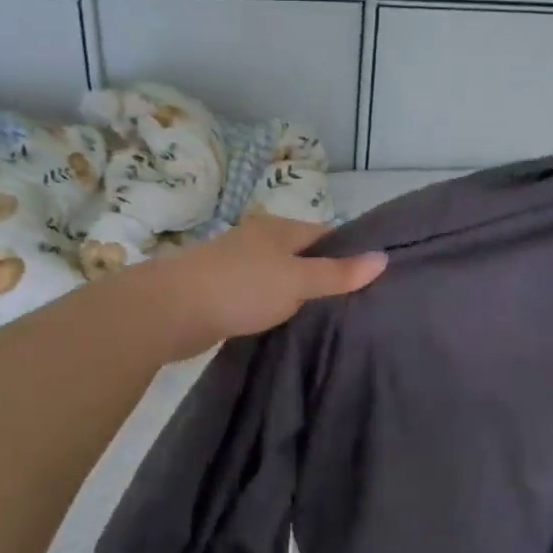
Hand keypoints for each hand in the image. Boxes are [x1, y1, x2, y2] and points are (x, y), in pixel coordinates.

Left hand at [139, 214, 386, 360]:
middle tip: (356, 303)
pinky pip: (261, 295)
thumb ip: (338, 273)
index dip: (350, 253)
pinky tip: (287, 324)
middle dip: (326, 274)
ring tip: (328, 317)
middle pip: (304, 254)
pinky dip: (276, 306)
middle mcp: (259, 240)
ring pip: (281, 276)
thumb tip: (384, 257)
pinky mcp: (222, 291)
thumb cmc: (240, 287)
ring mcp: (238, 265)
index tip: (372, 279)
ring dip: (299, 293)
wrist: (168, 310)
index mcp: (279, 228)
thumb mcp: (297, 281)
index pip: (327, 234)